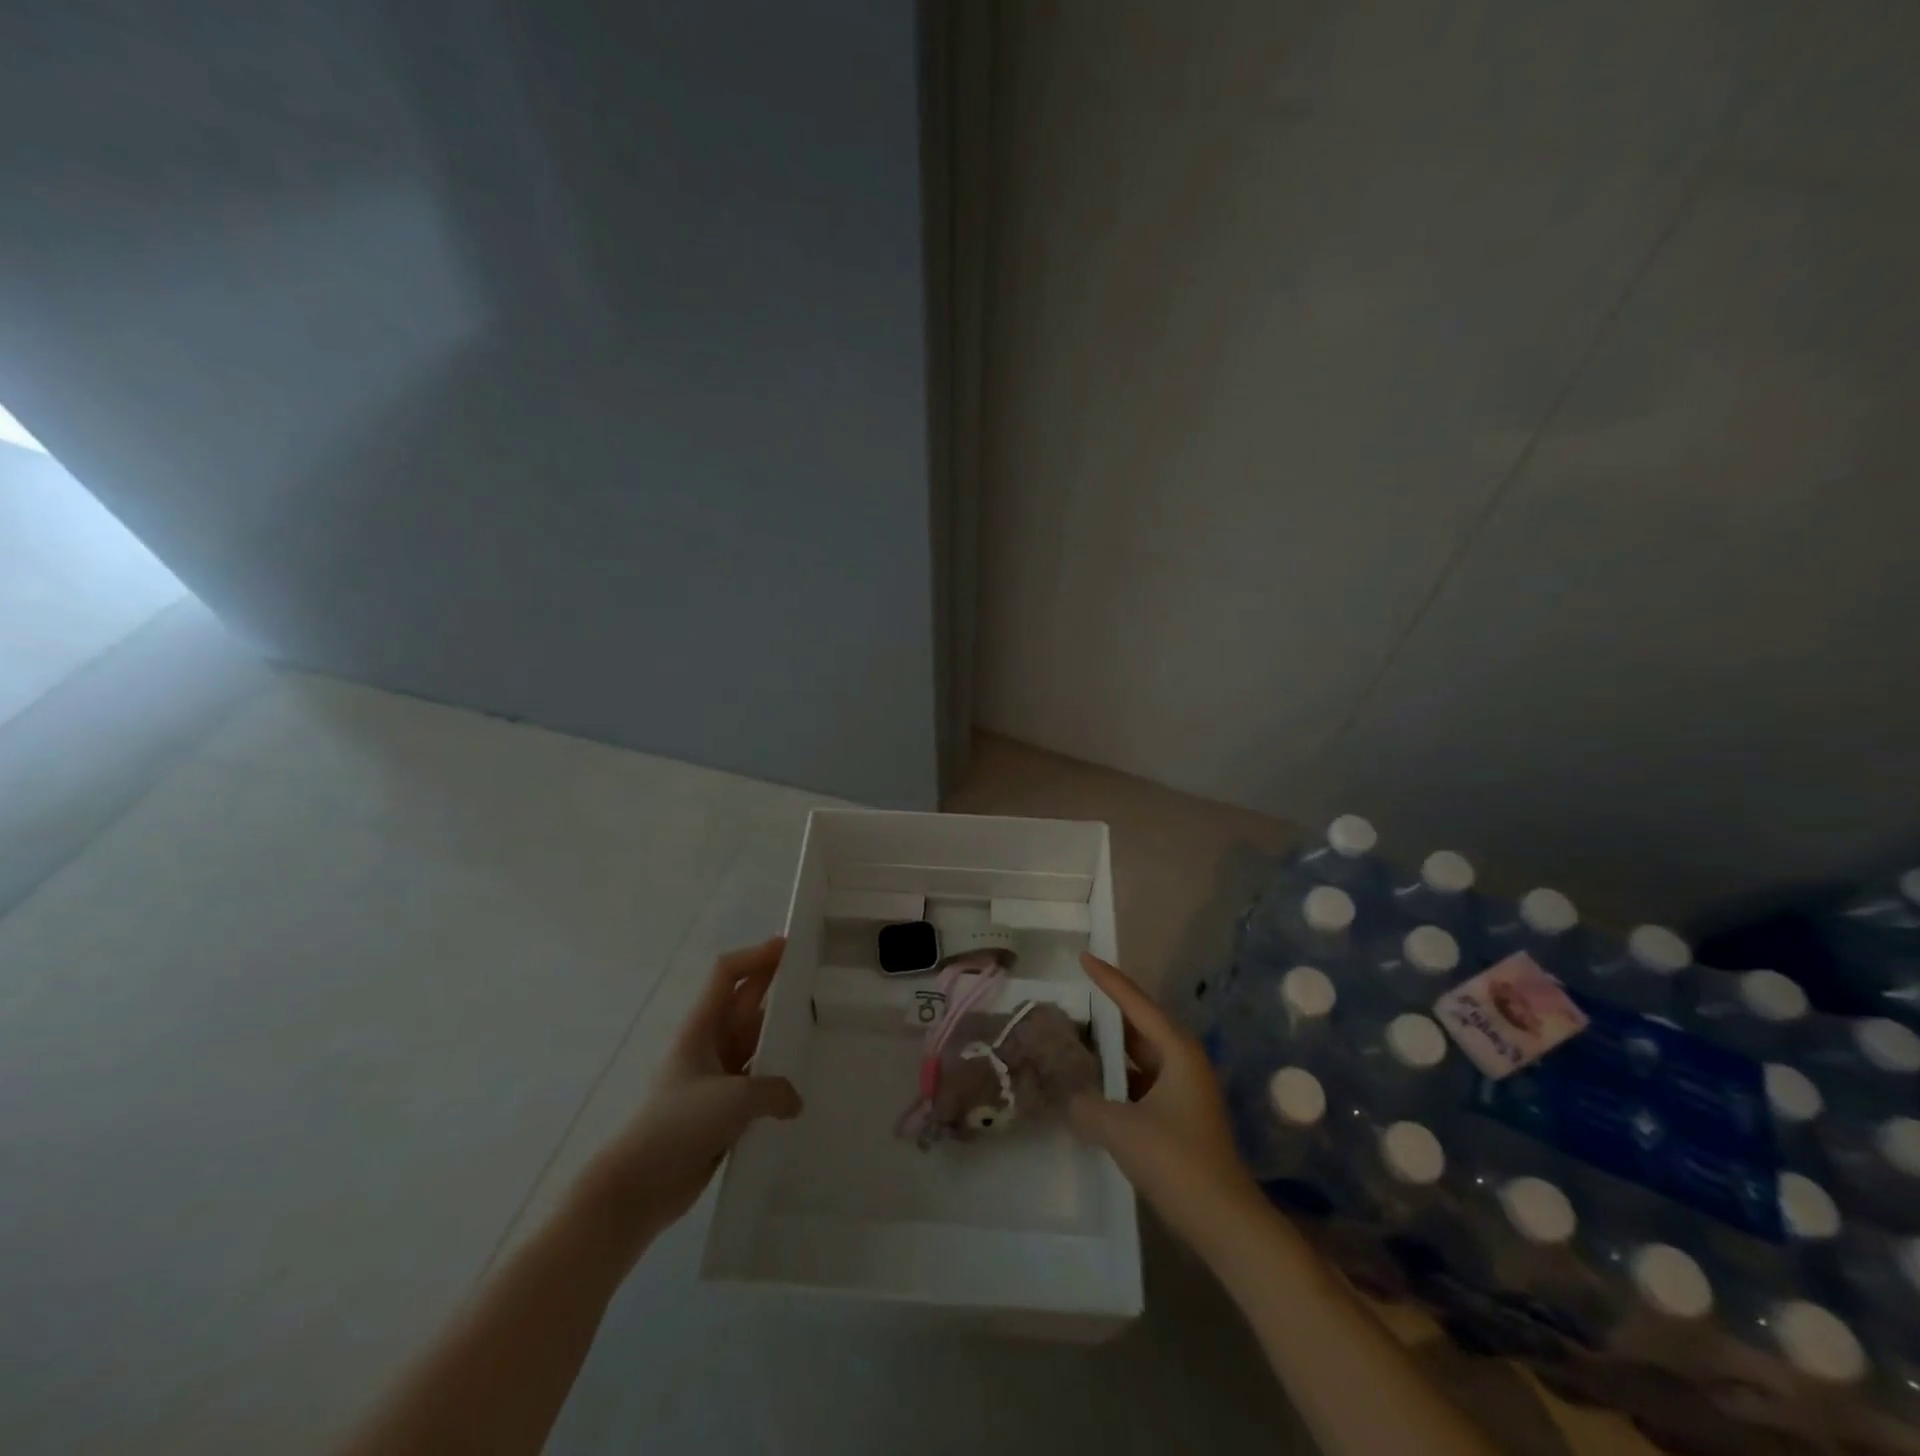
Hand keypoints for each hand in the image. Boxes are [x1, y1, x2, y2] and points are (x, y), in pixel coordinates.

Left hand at [580, 938, 802, 1245]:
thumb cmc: (679, 1126)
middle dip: (772, 984)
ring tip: (814, 1027)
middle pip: (743, 1003)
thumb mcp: (734, 1099)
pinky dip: (774, 1078)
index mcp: (700, 1028)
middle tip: (810, 974)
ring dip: (777, 1033)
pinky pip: (754, 1082)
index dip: (755, 956)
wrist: (639, 1187)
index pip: (727, 975)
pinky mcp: (719, 1110)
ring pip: (752, 1042)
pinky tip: (799, 1085)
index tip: (788, 947)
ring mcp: (713, 1078)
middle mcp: (707, 1045)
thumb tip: (794, 1101)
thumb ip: (774, 1091)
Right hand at [1069, 953, 1262, 1240]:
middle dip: (1106, 1012)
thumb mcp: (1122, 1130)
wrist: (1226, 1223)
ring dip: (1111, 1050)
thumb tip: (1070, 1099)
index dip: (1108, 979)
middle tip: (1072, 996)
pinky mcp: (1180, 1117)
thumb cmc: (1178, 1162)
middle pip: (1139, 1025)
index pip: (1136, 1003)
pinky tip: (1093, 1085)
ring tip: (1074, 1036)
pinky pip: (1142, 1083)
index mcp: (1178, 1051)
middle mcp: (1184, 1062)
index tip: (1084, 957)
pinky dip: (1118, 1079)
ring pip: (1140, 1057)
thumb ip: (1087, 1106)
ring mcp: (1185, 1091)